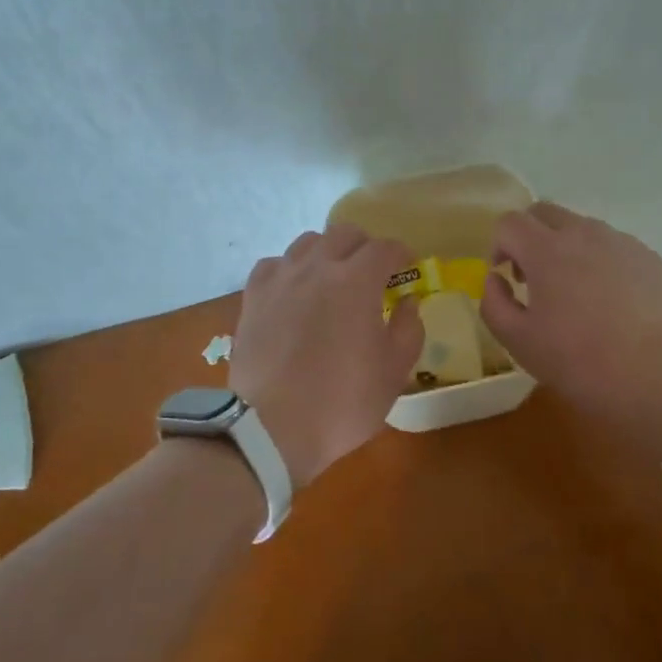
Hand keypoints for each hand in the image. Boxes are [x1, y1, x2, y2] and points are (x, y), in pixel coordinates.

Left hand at [230, 224, 423, 488]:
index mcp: (356, 281)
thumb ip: (408, 329)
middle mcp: (318, 267)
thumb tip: (407, 302)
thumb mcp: (393, 373)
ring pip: (308, 242)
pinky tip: (294, 290)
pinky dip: (290, 269)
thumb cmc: (341, 402)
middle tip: (372, 271)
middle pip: (345, 233)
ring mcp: (281, 278)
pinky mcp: (253, 295)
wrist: (270, 428)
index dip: (401, 253)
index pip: (385, 248)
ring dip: (327, 252)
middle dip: (365, 246)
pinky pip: (275, 264)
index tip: (407, 266)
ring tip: (332, 277)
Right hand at [480, 201, 661, 424]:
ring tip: (576, 296)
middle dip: (530, 237)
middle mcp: (583, 233)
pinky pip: (613, 247)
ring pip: (581, 228)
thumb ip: (494, 304)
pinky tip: (611, 305)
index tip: (506, 278)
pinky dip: (600, 262)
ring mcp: (621, 242)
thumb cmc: (583, 363)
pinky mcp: (649, 258)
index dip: (499, 245)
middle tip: (534, 280)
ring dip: (566, 249)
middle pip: (544, 212)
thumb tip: (496, 279)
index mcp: (546, 250)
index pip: (509, 222)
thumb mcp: (520, 343)